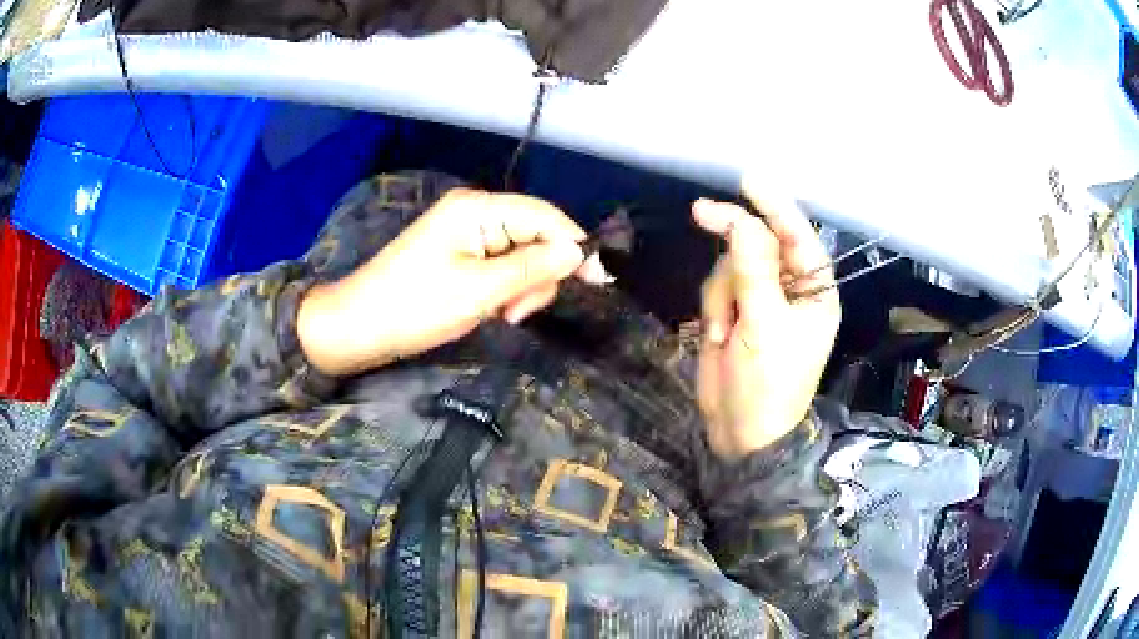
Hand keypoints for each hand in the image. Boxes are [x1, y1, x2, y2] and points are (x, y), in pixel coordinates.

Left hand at [297, 188, 607, 375]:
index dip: (574, 244)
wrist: (358, 327)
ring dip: (520, 288)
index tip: (599, 279)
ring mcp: (466, 234)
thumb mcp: (479, 290)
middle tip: (515, 313)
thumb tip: (577, 251)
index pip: (544, 216)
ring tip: (498, 316)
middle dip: (537, 275)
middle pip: (535, 235)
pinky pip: (499, 267)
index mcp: (478, 209)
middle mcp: (475, 212)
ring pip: (520, 255)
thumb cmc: (414, 307)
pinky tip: (490, 310)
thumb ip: (532, 268)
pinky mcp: (459, 254)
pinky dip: (503, 290)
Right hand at [693, 185, 840, 458]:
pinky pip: (717, 286)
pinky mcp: (736, 311)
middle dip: (735, 246)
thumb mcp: (764, 328)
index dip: (775, 206)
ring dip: (721, 295)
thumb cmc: (768, 386)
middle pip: (759, 243)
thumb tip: (742, 220)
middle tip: (701, 213)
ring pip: (731, 264)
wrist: (739, 433)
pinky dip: (713, 307)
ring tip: (726, 334)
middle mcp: (792, 289)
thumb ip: (753, 271)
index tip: (747, 180)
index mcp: (815, 292)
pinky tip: (718, 337)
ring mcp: (761, 300)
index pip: (799, 236)